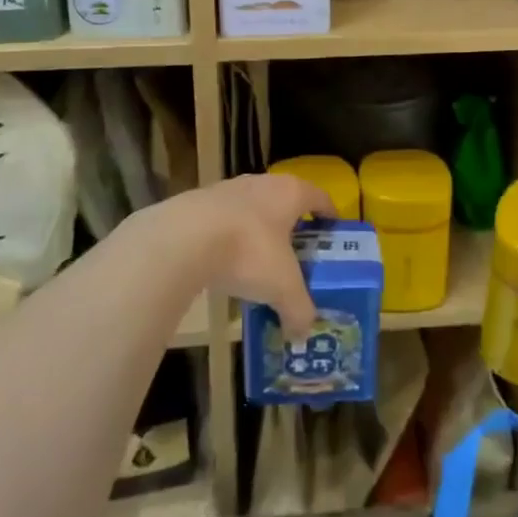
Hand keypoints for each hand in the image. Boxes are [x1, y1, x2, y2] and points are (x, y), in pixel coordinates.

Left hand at [140, 173, 329, 337]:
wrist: (183, 238)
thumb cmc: (248, 251)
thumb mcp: (282, 287)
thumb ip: (298, 309)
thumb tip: (303, 334)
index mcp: (290, 193)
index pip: (319, 197)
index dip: (329, 214)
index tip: (333, 231)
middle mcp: (261, 183)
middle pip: (284, 201)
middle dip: (292, 227)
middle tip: (297, 255)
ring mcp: (228, 189)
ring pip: (252, 209)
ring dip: (258, 232)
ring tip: (259, 263)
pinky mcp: (199, 202)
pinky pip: (224, 220)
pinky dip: (230, 238)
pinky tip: (225, 264)